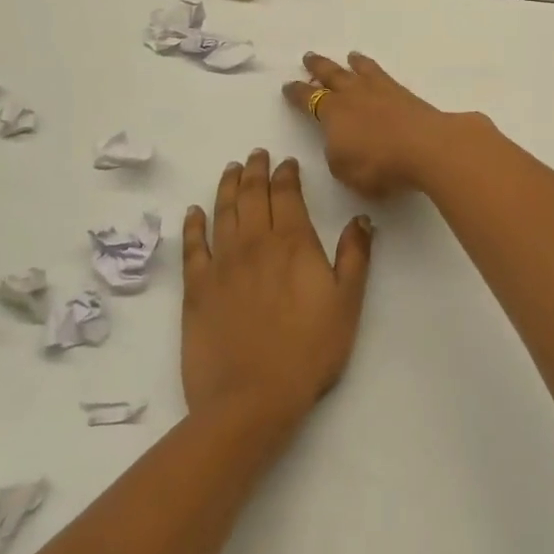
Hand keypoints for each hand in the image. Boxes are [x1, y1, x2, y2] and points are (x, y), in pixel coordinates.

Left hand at [181, 151, 373, 425]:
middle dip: (255, 170)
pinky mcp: (196, 288)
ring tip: (231, 169)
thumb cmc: (309, 351)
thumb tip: (360, 218)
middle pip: (251, 195)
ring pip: (222, 212)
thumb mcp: (347, 303)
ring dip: (227, 186)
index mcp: (292, 242)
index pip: (286, 194)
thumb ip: (355, 255)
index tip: (286, 162)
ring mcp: (221, 264)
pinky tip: (193, 212)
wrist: (251, 398)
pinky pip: (192, 246)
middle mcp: (253, 242)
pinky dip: (192, 225)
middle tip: (256, 155)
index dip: (286, 174)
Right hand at [282, 52, 471, 199]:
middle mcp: (352, 95)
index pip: (307, 100)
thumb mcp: (345, 170)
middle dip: (317, 67)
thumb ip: (336, 155)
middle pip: (331, 75)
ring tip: (348, 56)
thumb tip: (339, 142)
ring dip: (350, 63)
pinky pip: (382, 74)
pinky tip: (376, 71)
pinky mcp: (403, 93)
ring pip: (359, 70)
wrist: (426, 147)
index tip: (288, 86)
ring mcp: (380, 90)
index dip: (296, 94)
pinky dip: (374, 68)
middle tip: (309, 57)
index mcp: (332, 114)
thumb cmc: (379, 165)